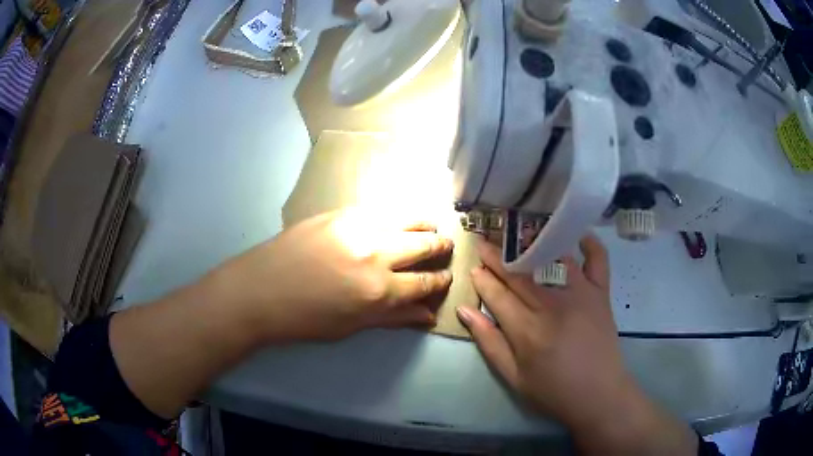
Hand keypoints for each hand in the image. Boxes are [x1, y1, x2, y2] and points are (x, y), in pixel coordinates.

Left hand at [209, 210, 453, 341]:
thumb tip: (427, 316)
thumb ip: (393, 318)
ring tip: (431, 227)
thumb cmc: (304, 319)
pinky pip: (382, 208)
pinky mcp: (342, 212)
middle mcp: (377, 255)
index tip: (446, 277)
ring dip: (425, 224)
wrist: (259, 290)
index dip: (440, 281)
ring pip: (408, 218)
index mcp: (379, 291)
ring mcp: (359, 228)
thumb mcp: (351, 327)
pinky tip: (400, 217)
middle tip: (444, 248)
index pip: (425, 283)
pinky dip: (398, 213)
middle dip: (440, 248)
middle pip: (424, 246)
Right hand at [456, 237, 697, 454]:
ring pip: (551, 260)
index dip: (482, 279)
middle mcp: (552, 305)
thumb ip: (489, 342)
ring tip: (516, 235)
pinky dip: (589, 243)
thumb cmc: (552, 391)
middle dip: (497, 257)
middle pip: (519, 274)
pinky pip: (597, 260)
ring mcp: (580, 294)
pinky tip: (576, 234)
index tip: (472, 267)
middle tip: (484, 243)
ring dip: (531, 245)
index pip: (497, 294)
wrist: (598, 394)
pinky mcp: (601, 293)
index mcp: (527, 330)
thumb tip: (465, 310)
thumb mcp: (513, 377)